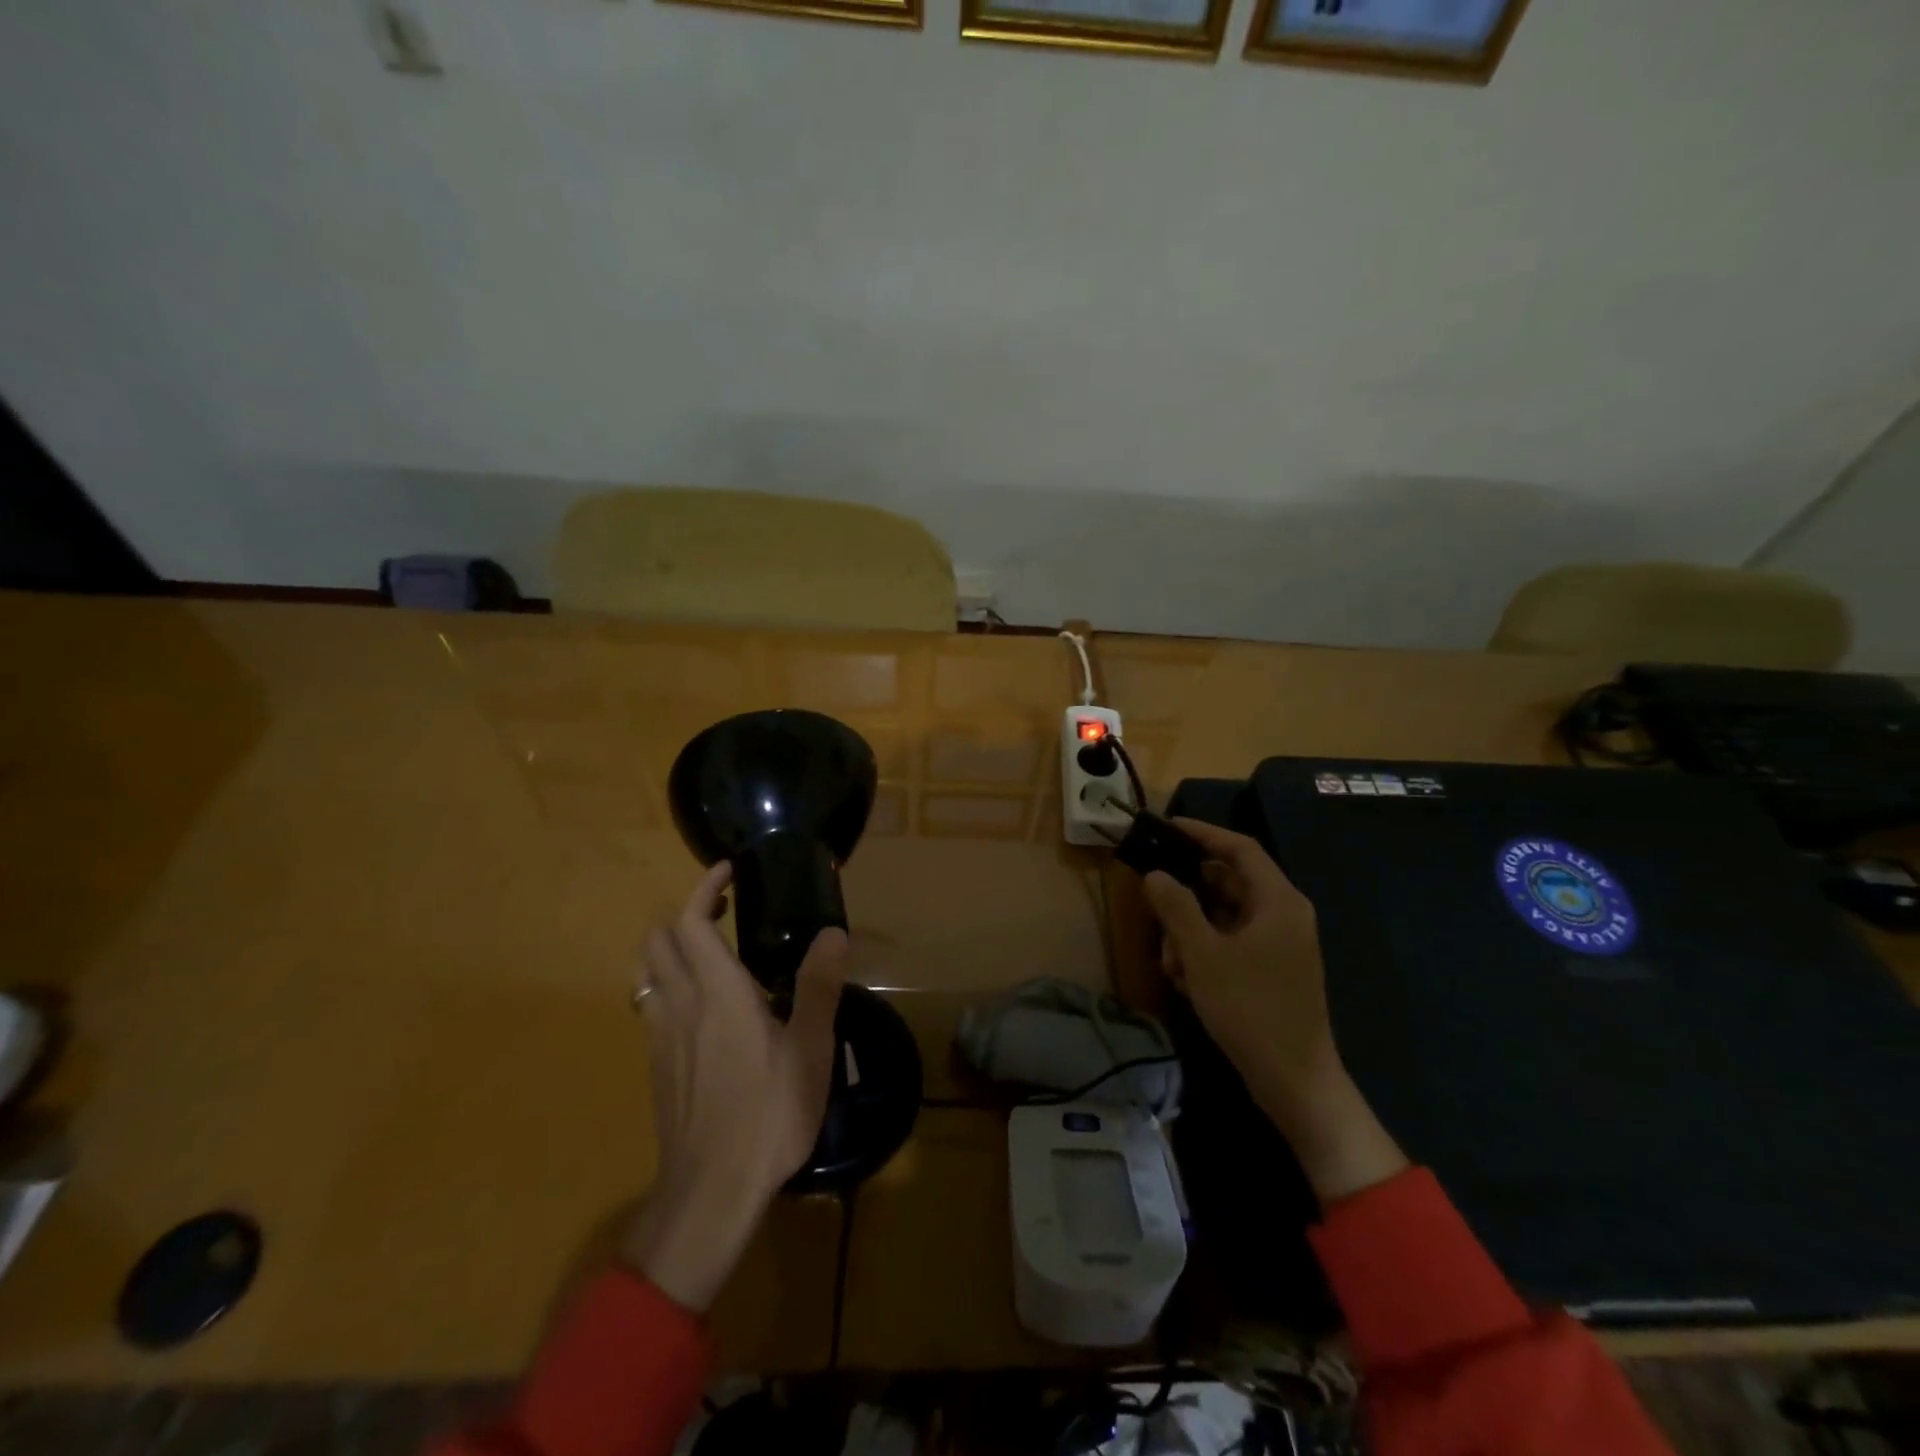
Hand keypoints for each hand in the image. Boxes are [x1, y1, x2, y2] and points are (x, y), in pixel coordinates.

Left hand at [621, 863, 847, 1311]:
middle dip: (685, 914)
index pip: (691, 922)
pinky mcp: (657, 1067)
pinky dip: (670, 986)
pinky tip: (703, 1011)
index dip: (705, 889)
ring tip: (712, 954)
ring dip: (672, 949)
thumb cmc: (768, 1114)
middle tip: (724, 910)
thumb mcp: (810, 1049)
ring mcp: (661, 1038)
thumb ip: (819, 985)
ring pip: (649, 974)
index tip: (728, 871)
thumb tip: (833, 932)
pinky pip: (653, 1007)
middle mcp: (680, 1005)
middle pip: (658, 941)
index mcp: (718, 993)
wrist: (710, 1192)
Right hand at [1143, 819, 1406, 1206]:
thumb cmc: (1251, 1008)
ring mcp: (1279, 945)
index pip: (1240, 848)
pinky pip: (1231, 943)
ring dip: (1190, 931)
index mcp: (1279, 901)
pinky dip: (1205, 953)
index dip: (1203, 833)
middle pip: (1228, 883)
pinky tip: (1185, 980)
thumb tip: (1155, 874)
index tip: (1167, 827)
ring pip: (1224, 917)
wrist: (1294, 1081)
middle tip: (1153, 902)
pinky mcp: (1272, 970)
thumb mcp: (1203, 954)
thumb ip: (1176, 907)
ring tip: (1169, 961)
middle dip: (1187, 896)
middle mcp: (1283, 915)